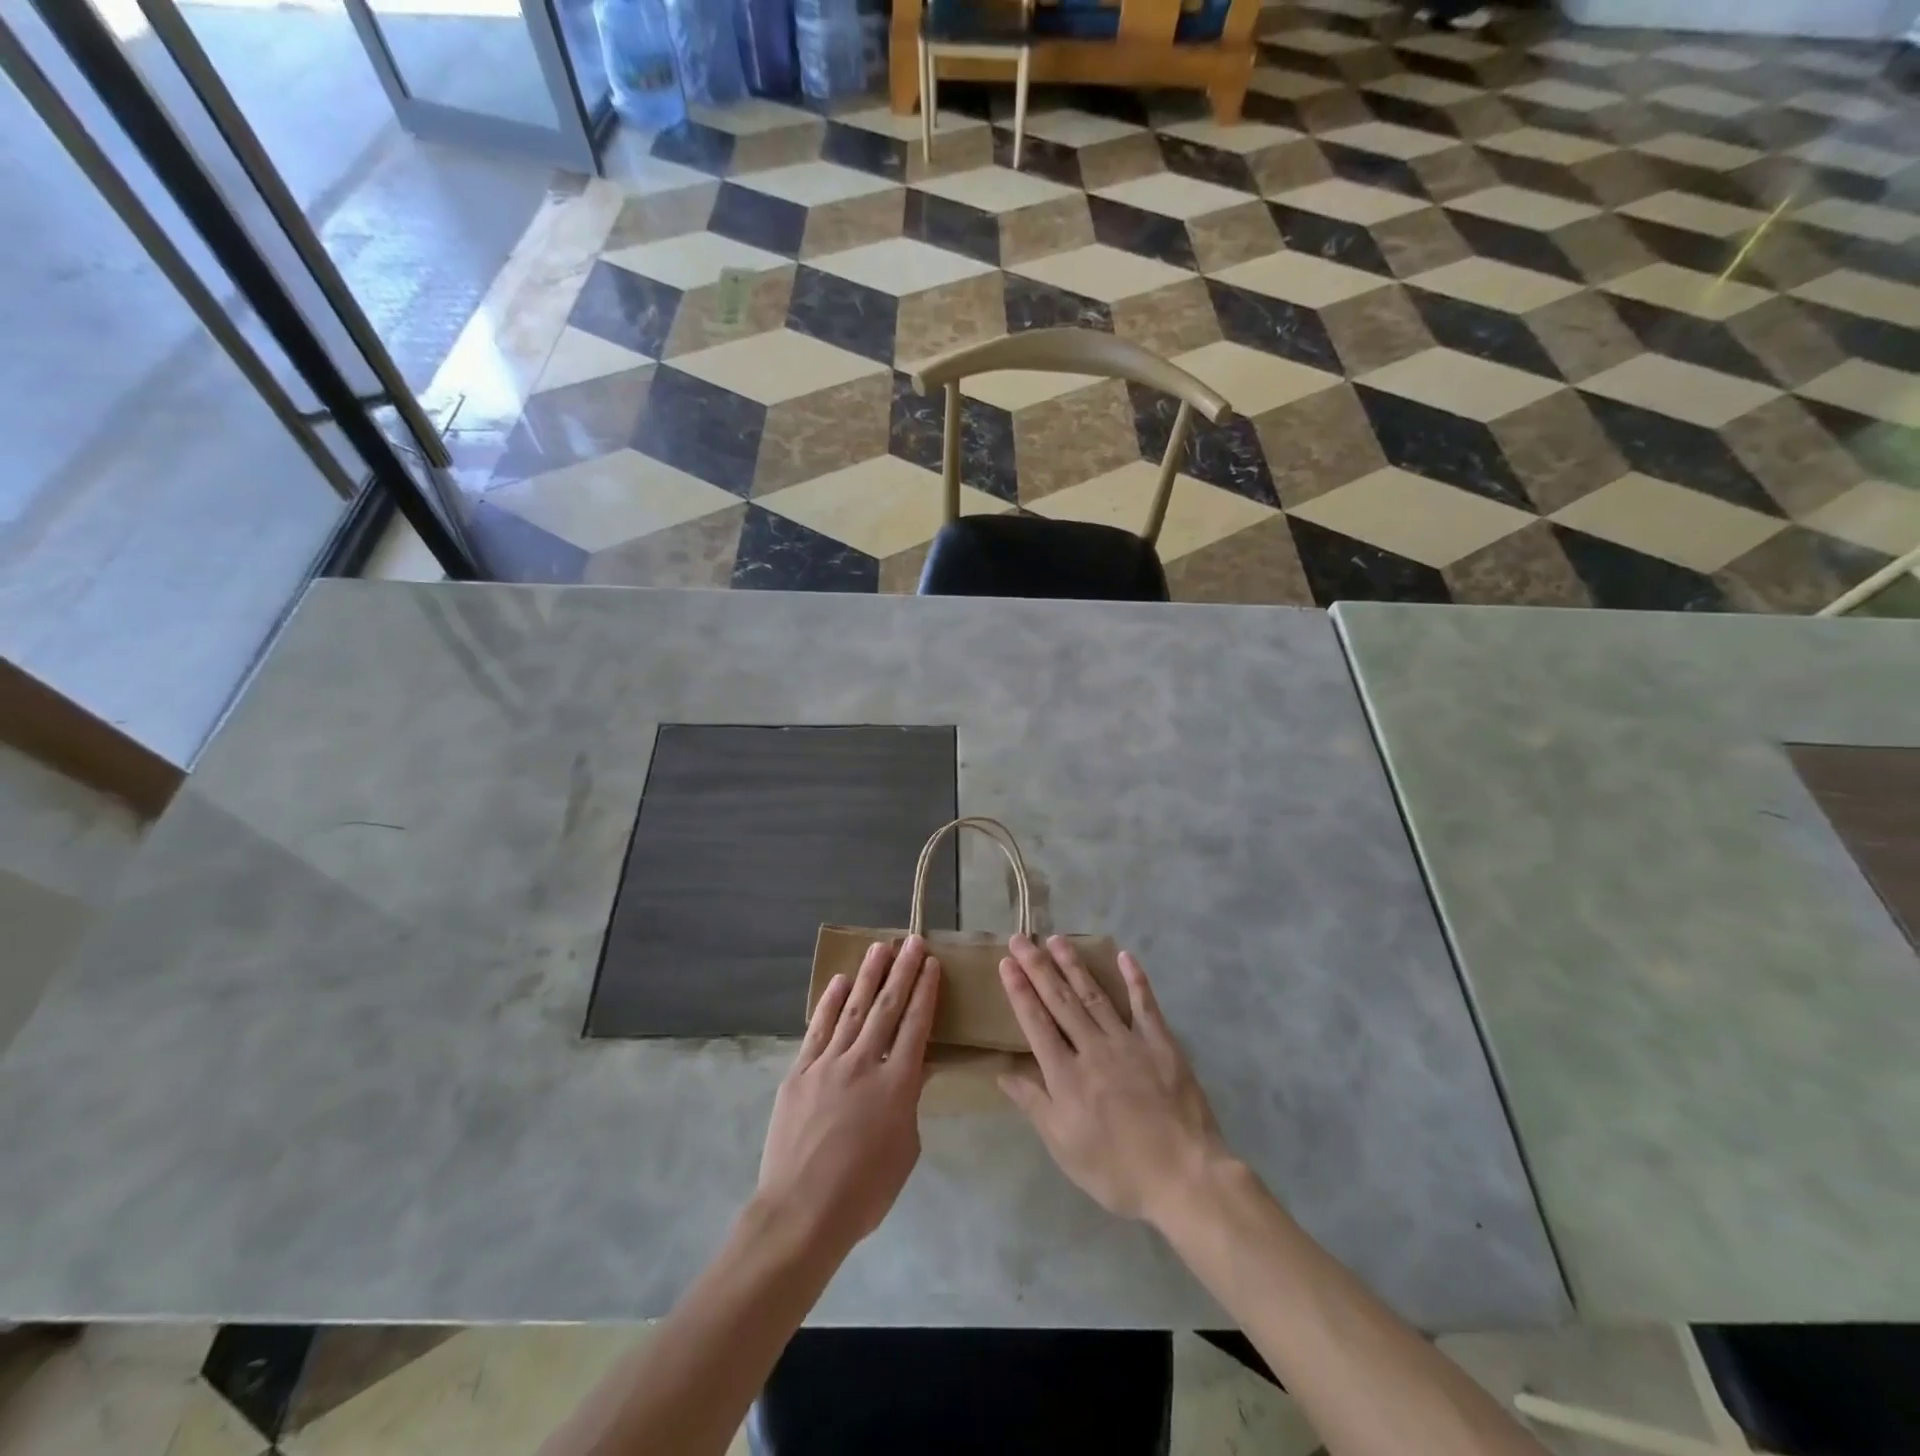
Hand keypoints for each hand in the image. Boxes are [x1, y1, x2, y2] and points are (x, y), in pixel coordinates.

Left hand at [757, 936, 939, 1258]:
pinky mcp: (800, 1072)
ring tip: (880, 948)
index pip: (916, 1025)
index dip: (925, 992)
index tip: (932, 964)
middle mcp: (864, 1063)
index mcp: (897, 1084)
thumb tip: (914, 1069)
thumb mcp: (905, 1149)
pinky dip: (830, 1004)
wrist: (801, 1211)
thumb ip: (910, 1102)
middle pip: (887, 1007)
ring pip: (853, 1009)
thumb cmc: (864, 1192)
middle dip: (903, 971)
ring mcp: (828, 1064)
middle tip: (912, 941)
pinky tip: (839, 982)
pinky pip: (818, 1030)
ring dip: (868, 976)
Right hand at [998, 935, 1227, 1224]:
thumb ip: (1034, 1105)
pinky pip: (1145, 1005)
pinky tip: (1124, 956)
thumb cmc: (1118, 1171)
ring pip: (1094, 995)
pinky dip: (1135, 979)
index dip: (1020, 991)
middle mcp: (1093, 1049)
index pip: (1036, 1023)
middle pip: (1060, 1000)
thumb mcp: (1065, 1148)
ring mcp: (1128, 1042)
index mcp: (1066, 1076)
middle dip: (1038, 968)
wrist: (1184, 1177)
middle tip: (1021, 938)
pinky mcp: (1161, 1044)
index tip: (1007, 962)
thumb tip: (1003, 1073)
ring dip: (1074, 965)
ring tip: (1057, 940)